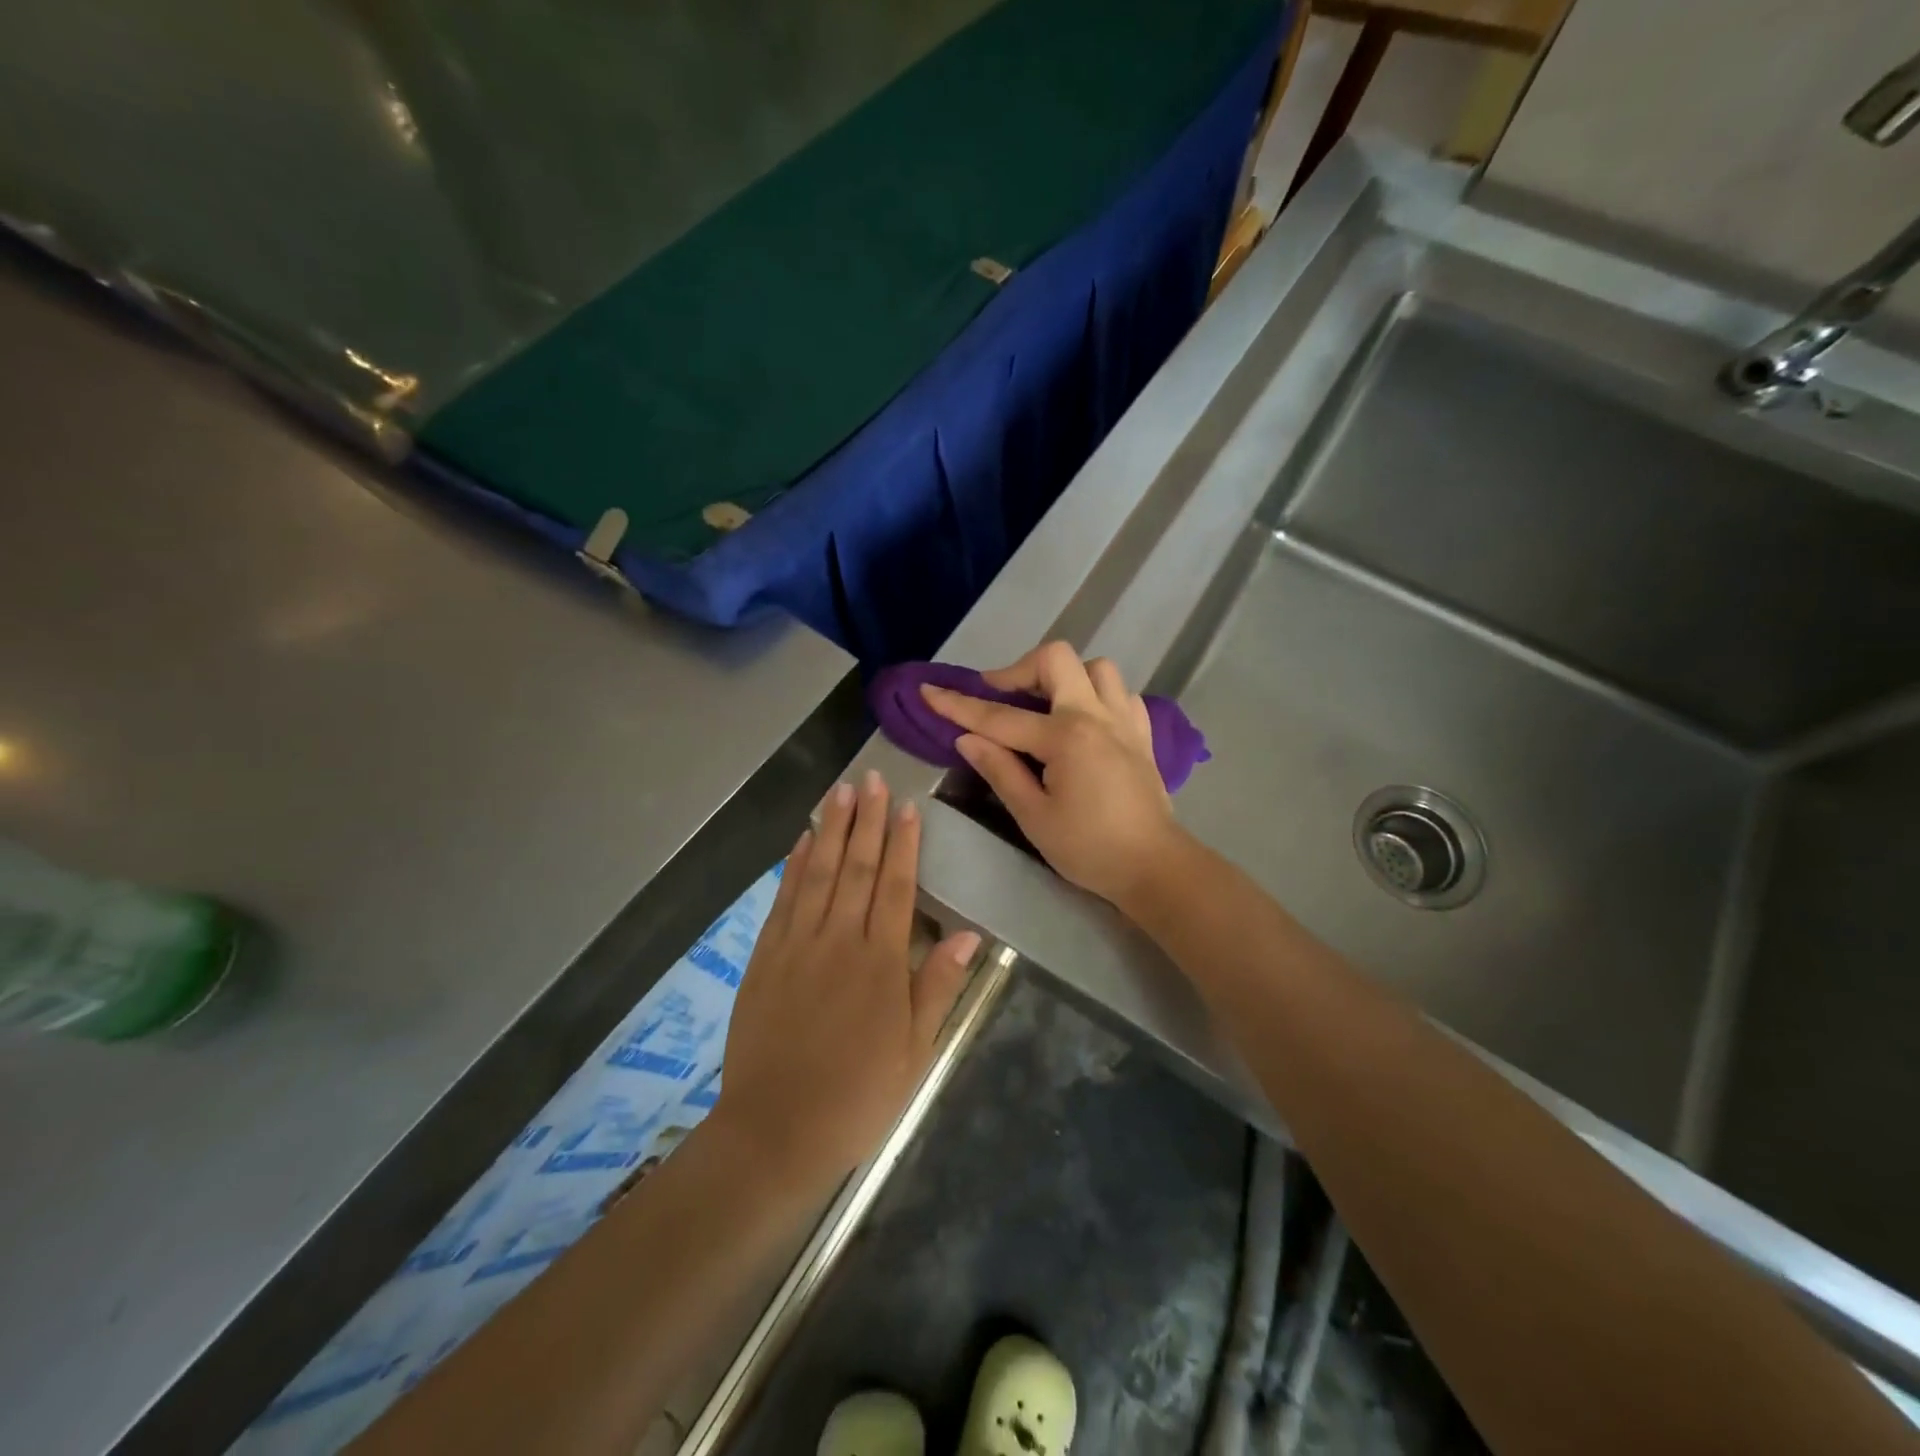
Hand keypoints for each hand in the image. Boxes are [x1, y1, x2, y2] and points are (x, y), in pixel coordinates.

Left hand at [712, 772, 978, 1192]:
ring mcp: (797, 945)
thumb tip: (968, 935)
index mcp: (881, 962)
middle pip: (855, 868)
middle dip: (866, 820)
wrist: (776, 1130)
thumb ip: (937, 987)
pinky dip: (793, 865)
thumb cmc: (857, 1095)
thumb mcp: (914, 1051)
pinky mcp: (765, 957)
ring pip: (817, 873)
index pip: (895, 887)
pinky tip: (801, 840)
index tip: (907, 806)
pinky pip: (783, 899)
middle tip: (871, 778)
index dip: (902, 844)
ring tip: (840, 791)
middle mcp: (838, 940)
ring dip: (830, 829)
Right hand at [922, 641, 1184, 906]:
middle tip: (1000, 696)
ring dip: (1064, 677)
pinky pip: (1120, 693)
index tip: (929, 691)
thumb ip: (1000, 770)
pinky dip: (1097, 695)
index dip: (959, 704)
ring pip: (1096, 667)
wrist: (1154, 867)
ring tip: (1044, 706)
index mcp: (1065, 737)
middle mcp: (1096, 715)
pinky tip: (1084, 721)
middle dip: (1020, 669)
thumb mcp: (1034, 816)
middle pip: (1056, 659)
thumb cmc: (1089, 849)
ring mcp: (1124, 720)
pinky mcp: (1141, 734)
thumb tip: (967, 739)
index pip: (1000, 716)